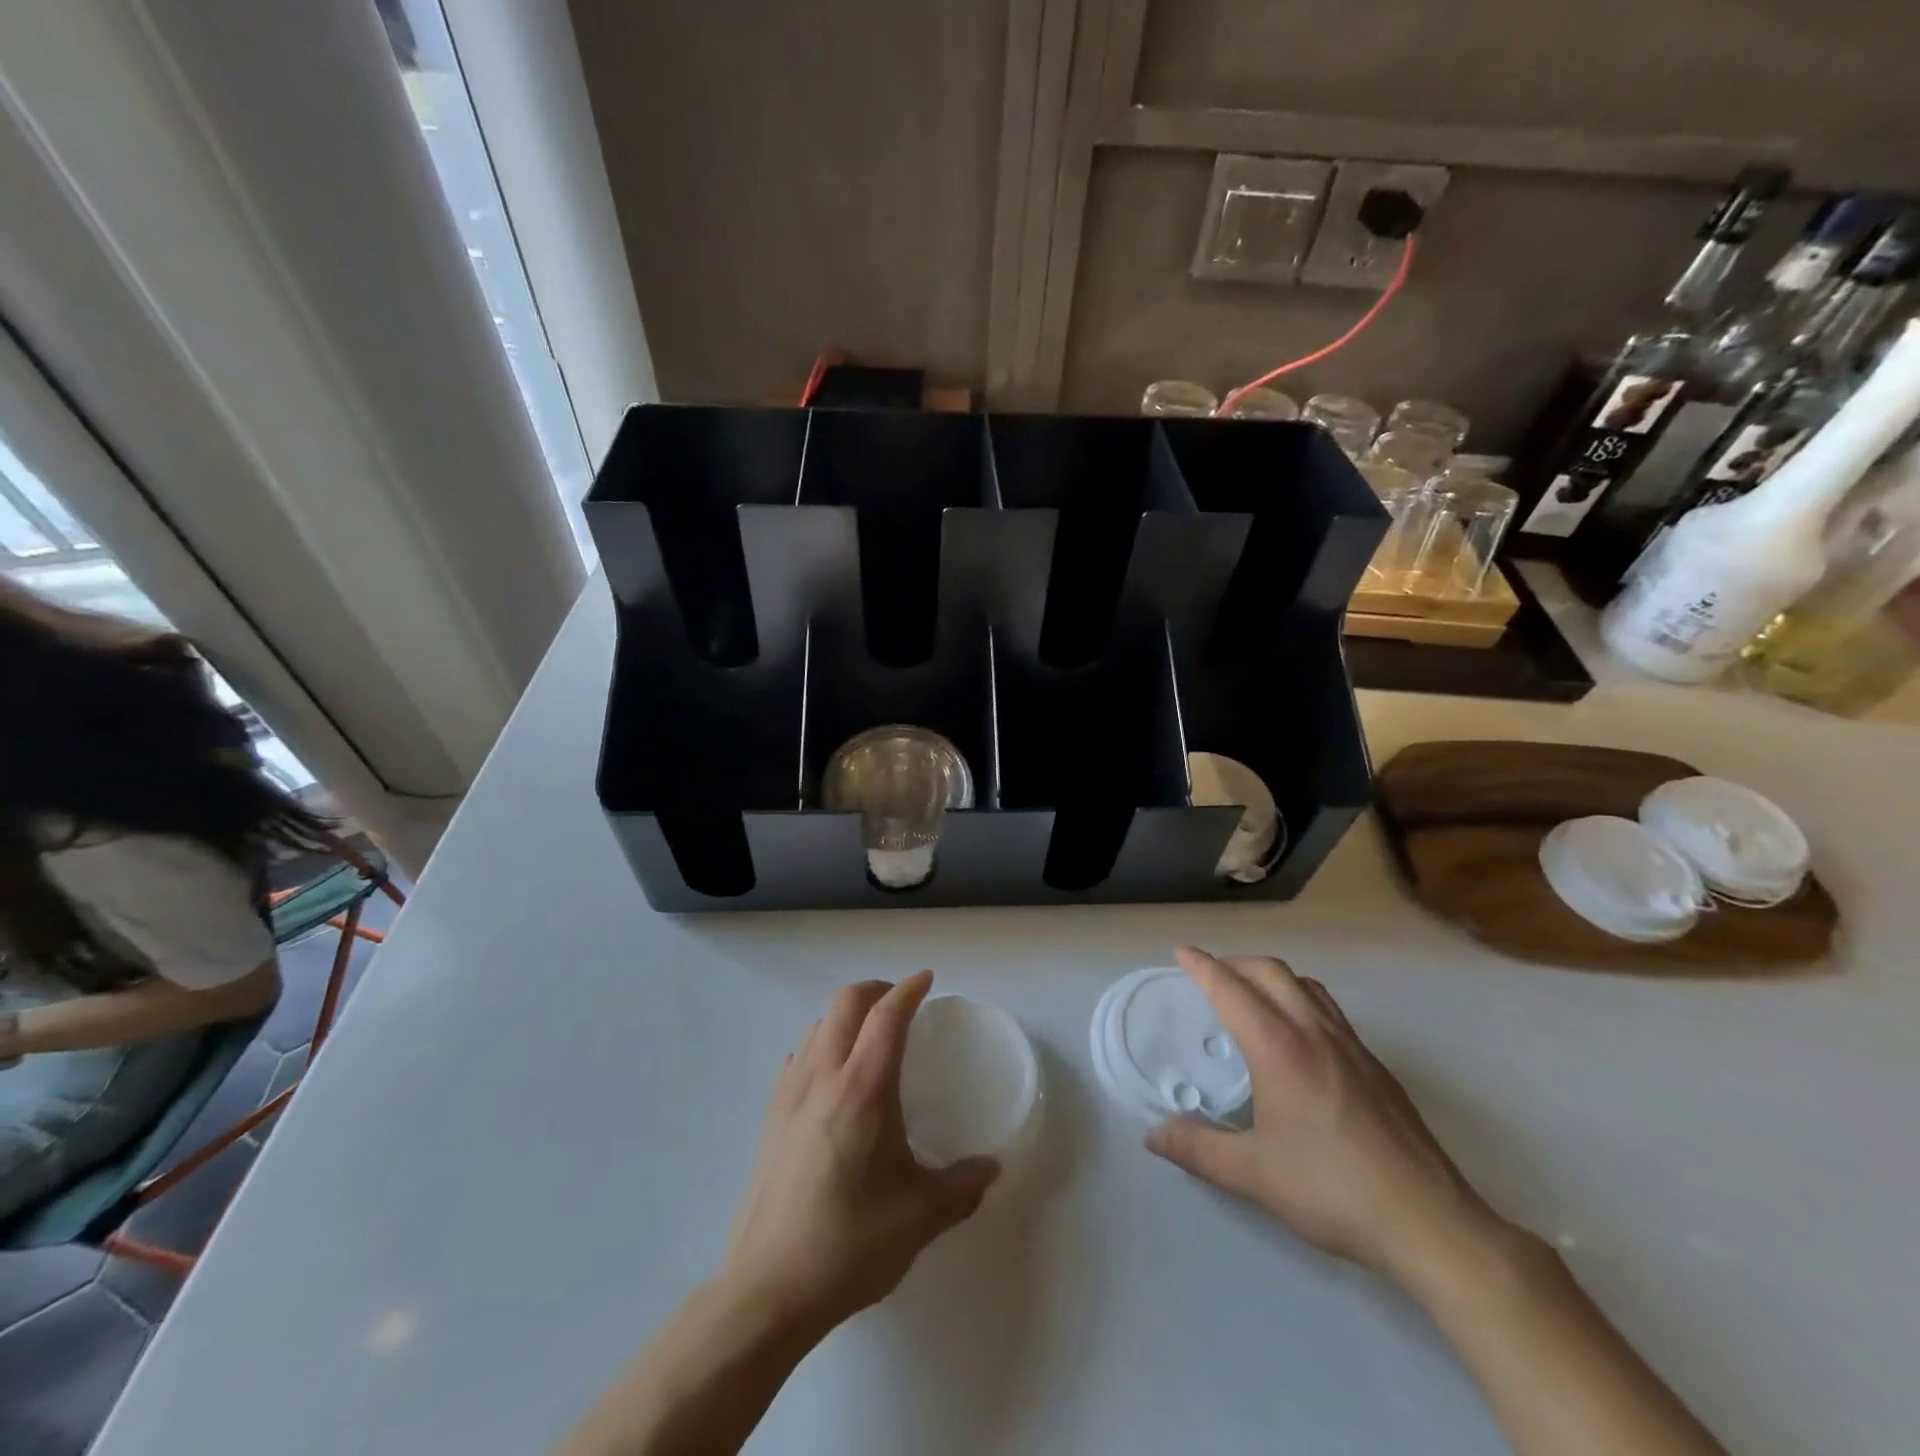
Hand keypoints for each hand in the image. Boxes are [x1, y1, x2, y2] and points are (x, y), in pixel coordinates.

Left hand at [719, 971, 999, 1336]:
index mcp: (863, 1089)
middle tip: (901, 1002)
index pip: (886, 1016)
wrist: (766, 1290)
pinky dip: (821, 1043)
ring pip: (818, 1025)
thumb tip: (992, 1169)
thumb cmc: (848, 1245)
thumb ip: (961, 1187)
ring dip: (846, 1014)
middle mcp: (823, 1077)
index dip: (908, 989)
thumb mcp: (918, 1218)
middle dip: (876, 989)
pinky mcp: (770, 1117)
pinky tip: (832, 1075)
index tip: (927, 980)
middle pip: (845, 1003)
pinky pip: (798, 1056)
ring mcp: (790, 1094)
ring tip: (870, 1035)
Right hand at [1146, 946, 1510, 1290]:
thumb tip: (1154, 1136)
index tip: (1181, 953)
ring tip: (1251, 995)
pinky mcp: (1376, 1066)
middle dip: (1234, 963)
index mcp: (1279, 1048)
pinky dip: (1301, 999)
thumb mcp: (1254, 1174)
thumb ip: (1198, 1150)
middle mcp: (1314, 1032)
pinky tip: (1298, 1036)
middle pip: (1270, 971)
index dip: (1202, 966)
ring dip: (1271, 976)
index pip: (1231, 989)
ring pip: (1306, 985)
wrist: (1430, 1223)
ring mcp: (1352, 1045)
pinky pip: (1329, 1009)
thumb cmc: (1332, 1190)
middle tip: (1209, 974)